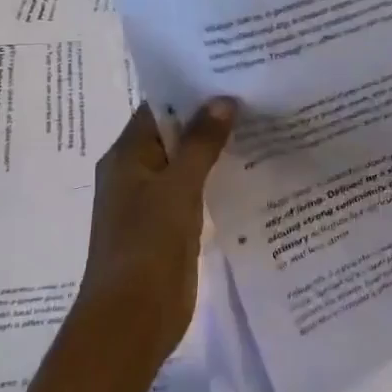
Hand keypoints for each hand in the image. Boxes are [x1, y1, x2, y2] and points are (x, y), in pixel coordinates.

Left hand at [77, 99, 235, 366]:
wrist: (132, 318)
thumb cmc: (147, 245)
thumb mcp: (178, 187)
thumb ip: (201, 143)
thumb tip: (223, 100)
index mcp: (127, 157)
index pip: (159, 109)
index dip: (191, 90)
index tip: (231, 73)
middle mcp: (137, 174)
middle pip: (176, 135)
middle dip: (211, 118)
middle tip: (257, 95)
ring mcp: (154, 203)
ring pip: (189, 165)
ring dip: (217, 150)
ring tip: (263, 126)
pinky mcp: (171, 228)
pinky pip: (197, 193)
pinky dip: (219, 180)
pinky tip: (253, 171)